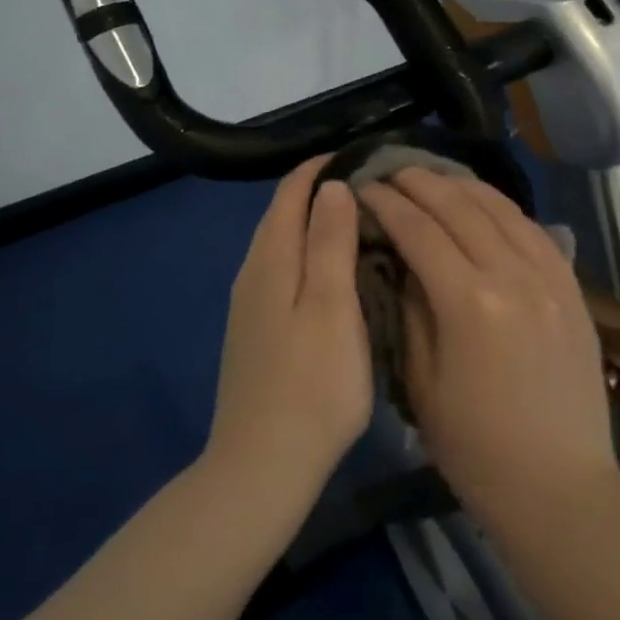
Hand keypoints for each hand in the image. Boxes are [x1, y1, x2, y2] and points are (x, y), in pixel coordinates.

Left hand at [207, 157, 372, 507]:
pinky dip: (308, 256)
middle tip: (370, 186)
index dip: (321, 168)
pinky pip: (282, 273)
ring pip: (281, 245)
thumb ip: (329, 242)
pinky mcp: (256, 332)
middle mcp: (253, 274)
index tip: (362, 156)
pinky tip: (333, 273)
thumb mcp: (332, 307)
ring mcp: (250, 306)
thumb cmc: (312, 384)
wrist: (264, 464)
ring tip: (359, 221)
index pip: (290, 193)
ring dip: (314, 224)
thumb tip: (331, 185)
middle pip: (281, 215)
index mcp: (271, 261)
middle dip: (318, 191)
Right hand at [358, 169, 618, 525]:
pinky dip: (504, 209)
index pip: (419, 231)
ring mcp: (550, 279)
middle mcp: (513, 276)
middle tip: (391, 172)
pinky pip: (535, 231)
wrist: (559, 486)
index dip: (387, 205)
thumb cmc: (475, 448)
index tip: (363, 189)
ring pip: (502, 210)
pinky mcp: (572, 290)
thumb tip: (400, 262)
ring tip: (432, 177)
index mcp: (469, 303)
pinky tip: (484, 203)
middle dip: (420, 183)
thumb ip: (410, 311)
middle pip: (461, 208)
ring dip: (462, 186)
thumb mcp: (422, 383)